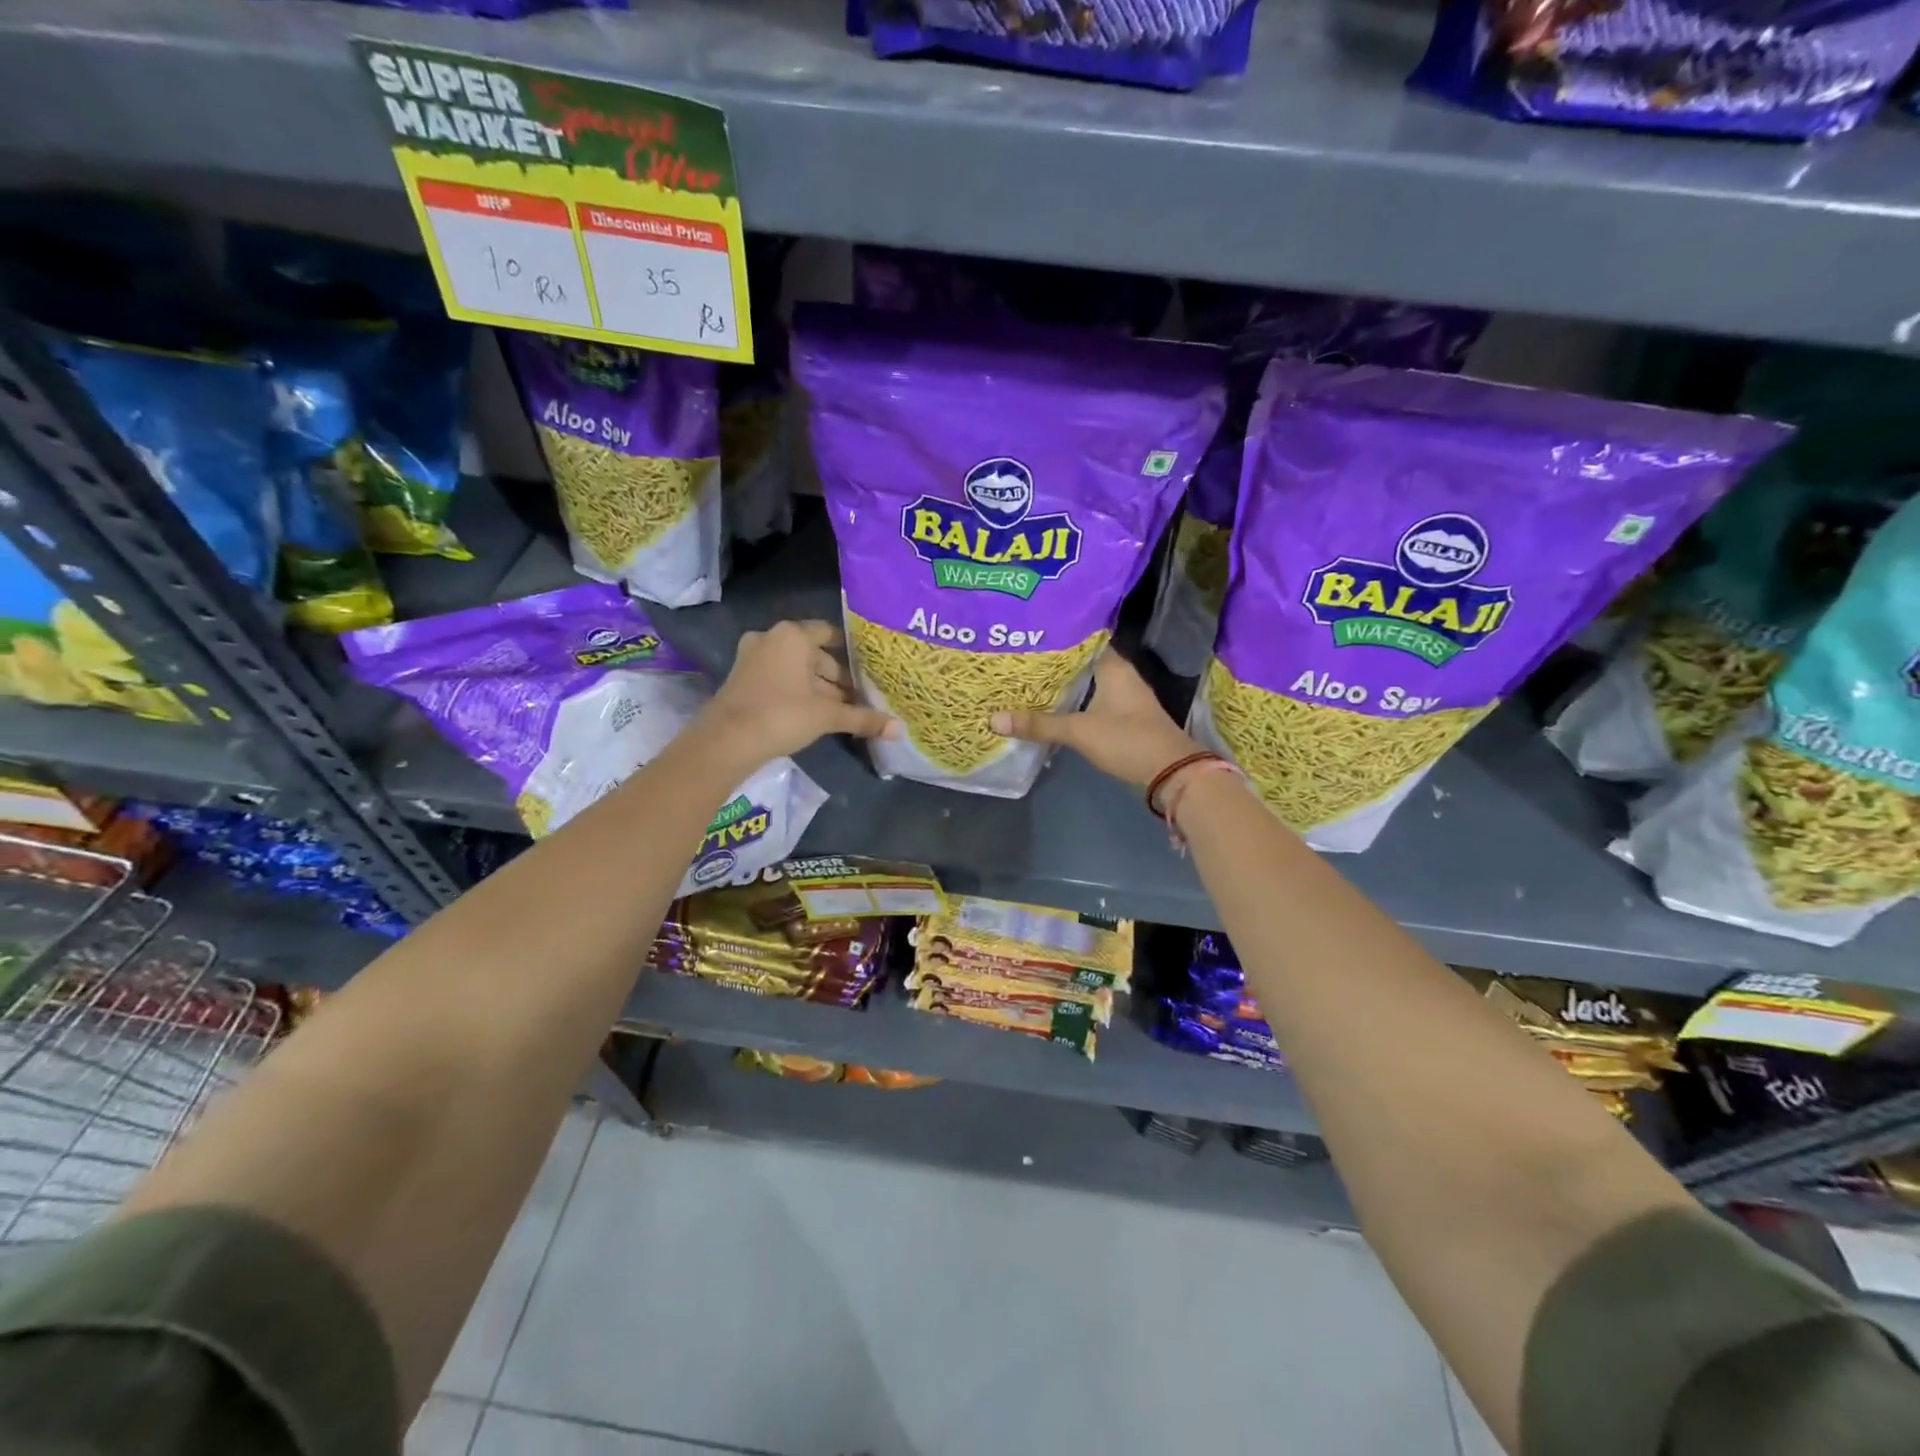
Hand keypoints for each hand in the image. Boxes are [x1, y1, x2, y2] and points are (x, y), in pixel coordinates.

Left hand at [704, 619, 896, 764]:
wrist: (726, 741)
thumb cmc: (782, 715)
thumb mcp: (827, 716)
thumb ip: (863, 718)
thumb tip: (899, 729)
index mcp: (793, 635)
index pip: (829, 634)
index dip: (851, 652)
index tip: (869, 670)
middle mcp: (771, 638)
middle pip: (814, 655)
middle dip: (836, 678)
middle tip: (859, 699)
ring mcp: (753, 658)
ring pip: (796, 669)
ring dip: (818, 688)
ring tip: (842, 711)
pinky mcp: (742, 679)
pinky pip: (779, 679)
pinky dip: (797, 692)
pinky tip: (814, 715)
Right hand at [991, 649, 1199, 788]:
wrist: (1171, 773)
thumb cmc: (1127, 740)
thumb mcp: (1079, 731)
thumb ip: (1038, 724)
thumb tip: (994, 719)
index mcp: (1114, 666)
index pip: (1082, 639)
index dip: (1055, 637)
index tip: (1027, 635)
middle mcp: (1120, 676)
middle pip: (1081, 663)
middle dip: (1052, 664)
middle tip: (1017, 659)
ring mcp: (1123, 698)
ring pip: (1086, 684)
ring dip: (1062, 686)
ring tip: (1026, 681)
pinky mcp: (1122, 719)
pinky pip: (1091, 702)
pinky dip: (1072, 703)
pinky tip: (1049, 708)